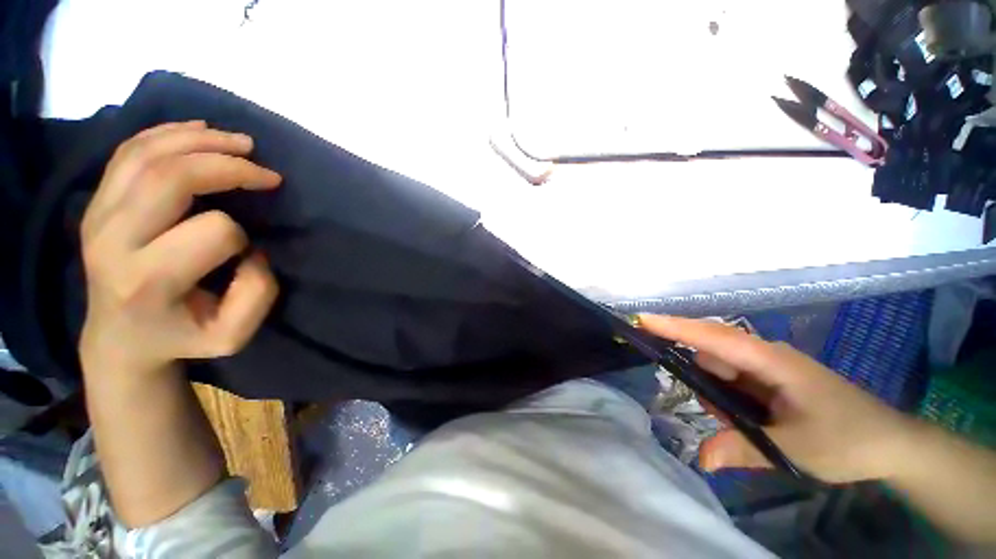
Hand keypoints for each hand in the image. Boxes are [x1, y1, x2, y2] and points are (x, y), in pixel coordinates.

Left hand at [79, 121, 281, 377]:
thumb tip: (253, 249)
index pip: (214, 231)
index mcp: (148, 280)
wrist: (117, 337)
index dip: (242, 235)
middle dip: (228, 165)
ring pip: (146, 153)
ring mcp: (97, 215)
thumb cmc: (180, 337)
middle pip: (170, 176)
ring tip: (242, 143)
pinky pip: (129, 150)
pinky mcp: (96, 202)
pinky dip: (169, 133)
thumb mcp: (232, 335)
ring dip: (201, 140)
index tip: (248, 251)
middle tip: (266, 172)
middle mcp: (113, 240)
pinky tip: (200, 132)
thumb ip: (255, 294)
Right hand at [639, 315, 916, 483]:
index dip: (675, 327)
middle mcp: (763, 355)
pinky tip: (748, 422)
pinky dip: (728, 400)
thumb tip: (700, 458)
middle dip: (703, 380)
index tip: (642, 320)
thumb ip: (742, 448)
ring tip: (748, 428)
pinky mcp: (769, 380)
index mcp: (770, 360)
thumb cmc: (849, 439)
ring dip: (718, 396)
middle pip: (711, 353)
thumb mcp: (793, 449)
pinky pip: (733, 381)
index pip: (712, 336)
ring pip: (720, 370)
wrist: (892, 444)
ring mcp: (766, 367)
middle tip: (723, 415)